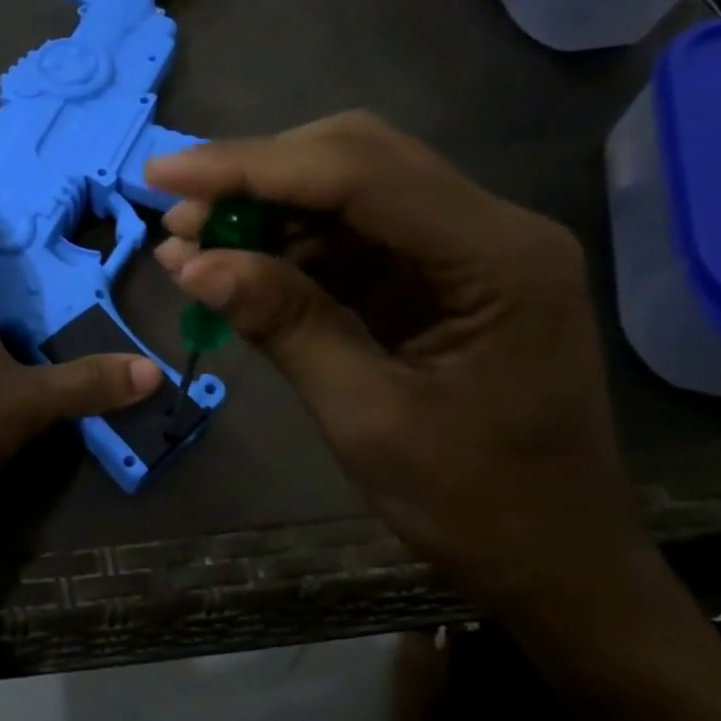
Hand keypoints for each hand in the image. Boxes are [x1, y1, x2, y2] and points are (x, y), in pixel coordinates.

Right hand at [145, 112, 648, 632]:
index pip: (360, 173)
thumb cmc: (478, 505)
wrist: (555, 561)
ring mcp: (464, 248)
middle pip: (355, 159)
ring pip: (346, 190)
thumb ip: (285, 326)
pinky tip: (232, 265)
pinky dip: (285, 246)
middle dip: (255, 176)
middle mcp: (490, 229)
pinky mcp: (436, 275)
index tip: (164, 175)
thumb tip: (190, 263)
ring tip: (188, 242)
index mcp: (498, 258)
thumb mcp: (367, 418)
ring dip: (263, 208)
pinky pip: (350, 237)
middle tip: (174, 210)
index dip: (251, 166)